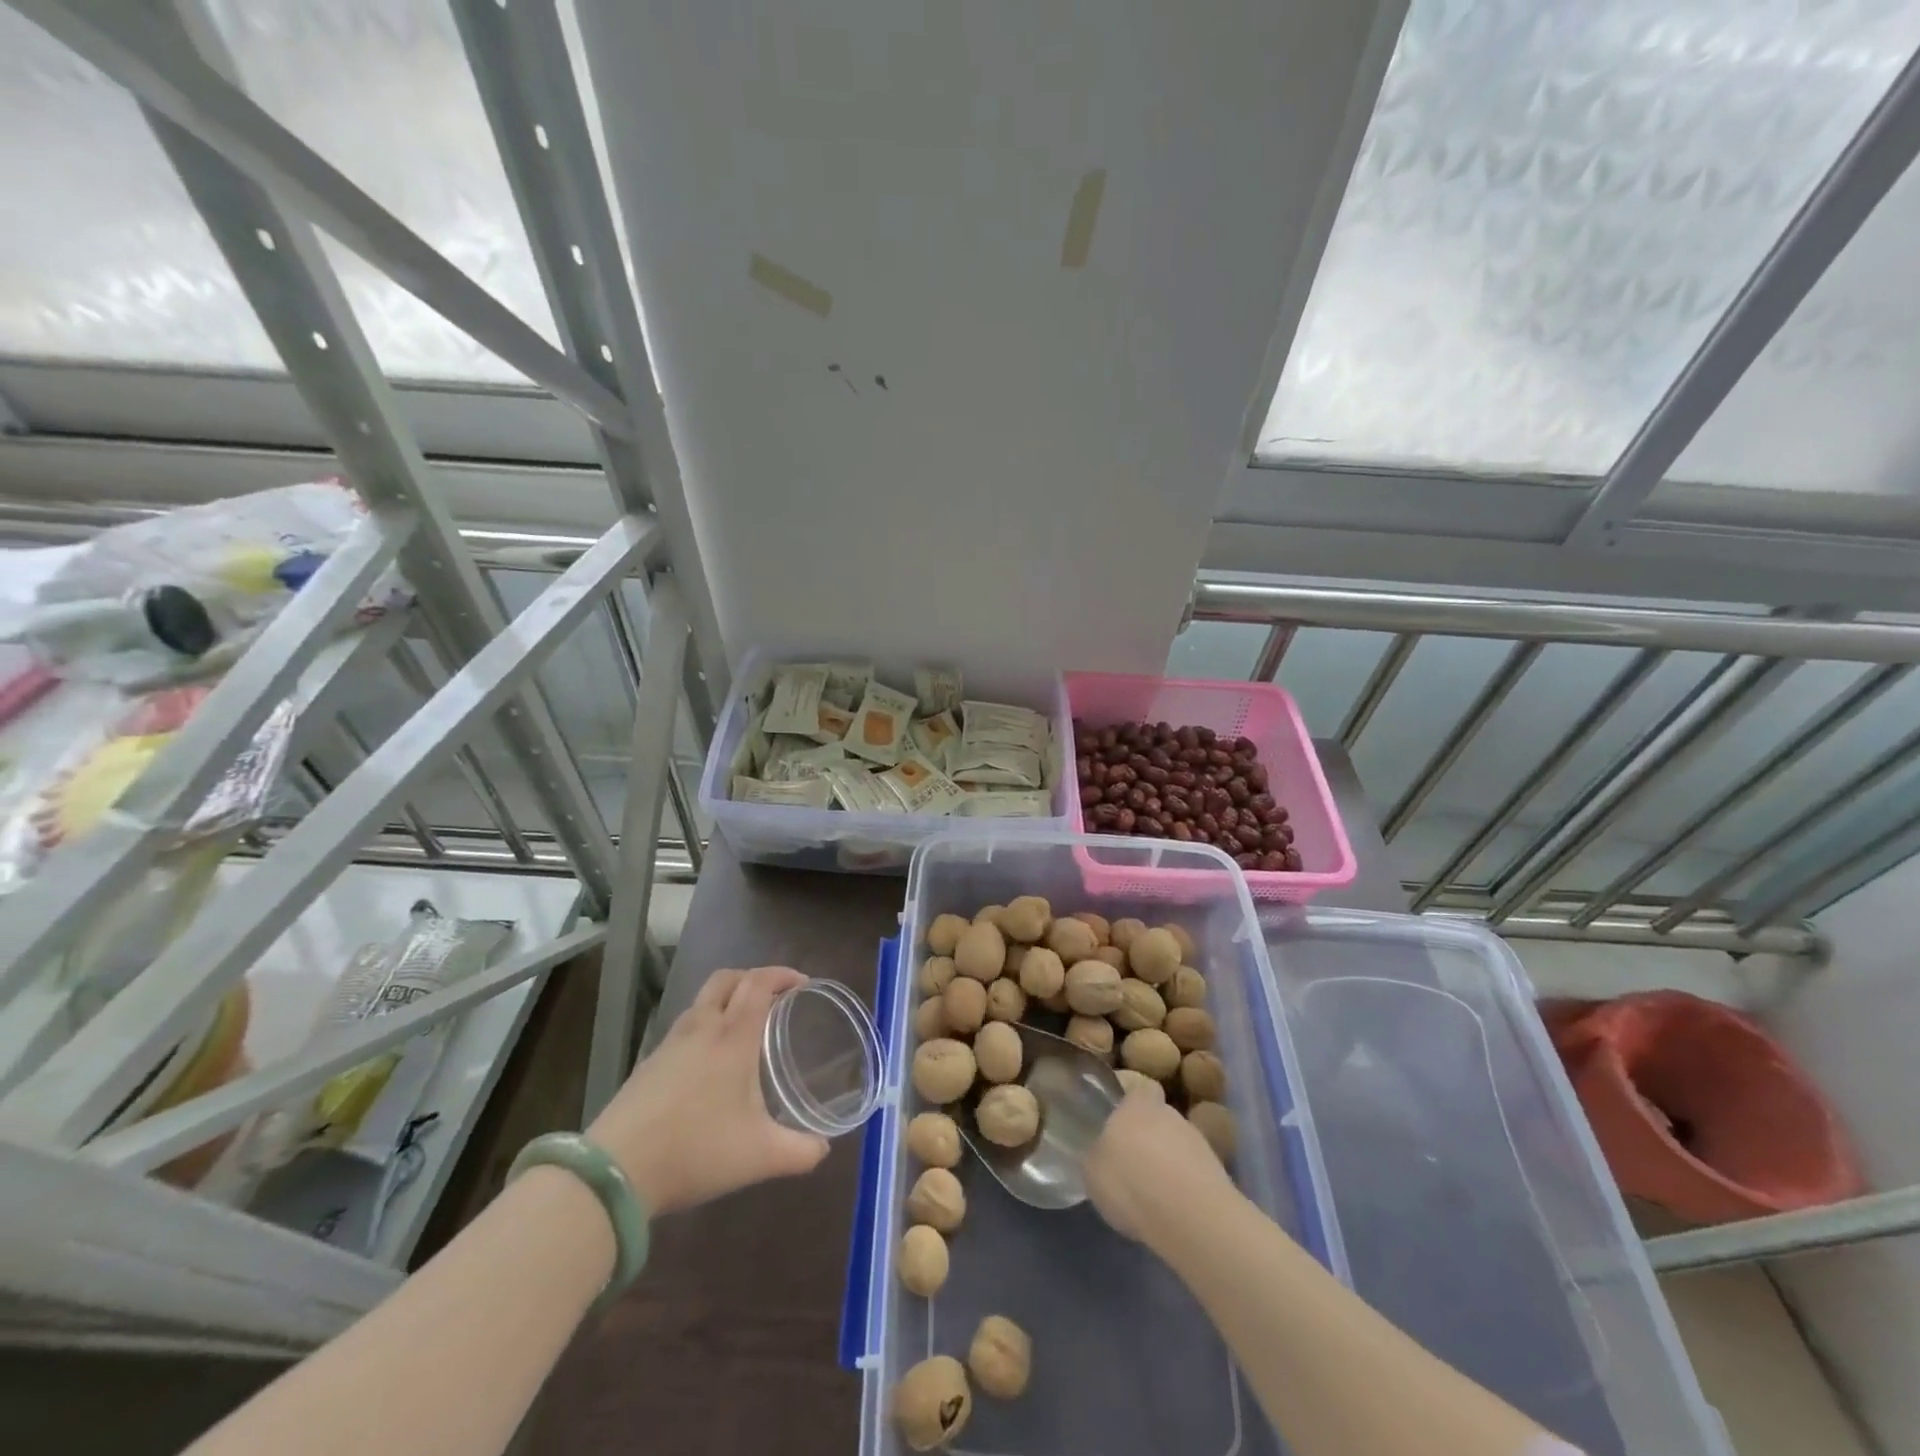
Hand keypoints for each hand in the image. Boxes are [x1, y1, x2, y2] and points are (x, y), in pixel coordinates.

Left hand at [586, 965, 829, 1213]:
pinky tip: (709, 1062)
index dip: (782, 975)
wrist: (615, 1171)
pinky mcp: (648, 1064)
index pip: (759, 983)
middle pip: (727, 979)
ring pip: (702, 1001)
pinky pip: (684, 1027)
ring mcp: (670, 1044)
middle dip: (753, 977)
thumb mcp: (759, 1157)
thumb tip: (824, 1149)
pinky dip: (705, 1026)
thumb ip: (799, 1152)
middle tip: (774, 997)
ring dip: (727, 1000)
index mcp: (733, 1037)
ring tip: (744, 1027)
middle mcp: (702, 1029)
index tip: (802, 982)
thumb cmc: (696, 1151)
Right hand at [1084, 1090, 1233, 1240]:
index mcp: (1137, 1103)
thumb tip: (1097, 1152)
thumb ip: (1095, 1154)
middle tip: (1130, 1163)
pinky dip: (1183, 1187)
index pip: (1138, 1088)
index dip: (1129, 1102)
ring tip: (1151, 1193)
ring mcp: (1198, 1142)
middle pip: (1157, 1118)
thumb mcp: (1092, 1171)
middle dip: (1146, 1136)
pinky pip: (1192, 1174)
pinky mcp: (1217, 1174)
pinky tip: (1172, 1211)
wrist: (1192, 1218)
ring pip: (1176, 1145)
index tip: (1116, 1121)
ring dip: (1166, 1162)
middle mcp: (1169, 1113)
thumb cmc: (1131, 1181)